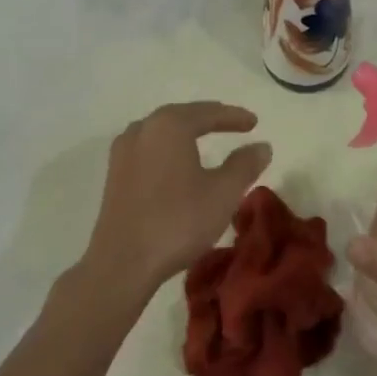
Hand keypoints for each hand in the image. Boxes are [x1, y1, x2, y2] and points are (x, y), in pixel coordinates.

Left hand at [80, 101, 271, 304]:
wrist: (122, 263)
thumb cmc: (178, 222)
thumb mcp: (223, 193)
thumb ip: (244, 165)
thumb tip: (262, 146)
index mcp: (170, 125)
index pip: (208, 112)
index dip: (234, 117)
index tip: (254, 122)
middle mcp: (143, 129)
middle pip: (182, 116)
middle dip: (209, 119)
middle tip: (232, 124)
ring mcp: (124, 151)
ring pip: (162, 131)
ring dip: (186, 132)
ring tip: (204, 138)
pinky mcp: (114, 174)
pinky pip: (149, 148)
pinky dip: (169, 149)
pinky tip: (176, 162)